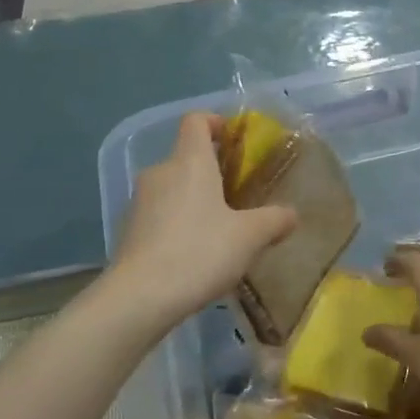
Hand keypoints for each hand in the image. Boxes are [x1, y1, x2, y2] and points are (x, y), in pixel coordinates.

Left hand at [110, 112, 296, 329]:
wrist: (139, 297)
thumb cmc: (200, 252)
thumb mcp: (250, 237)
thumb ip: (274, 220)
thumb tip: (291, 214)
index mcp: (190, 161)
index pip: (196, 121)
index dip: (216, 122)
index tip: (235, 140)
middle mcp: (161, 172)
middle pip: (186, 157)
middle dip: (212, 171)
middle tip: (239, 196)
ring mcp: (139, 201)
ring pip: (173, 187)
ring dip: (195, 200)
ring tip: (219, 230)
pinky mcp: (129, 229)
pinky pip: (159, 214)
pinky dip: (177, 223)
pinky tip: (194, 253)